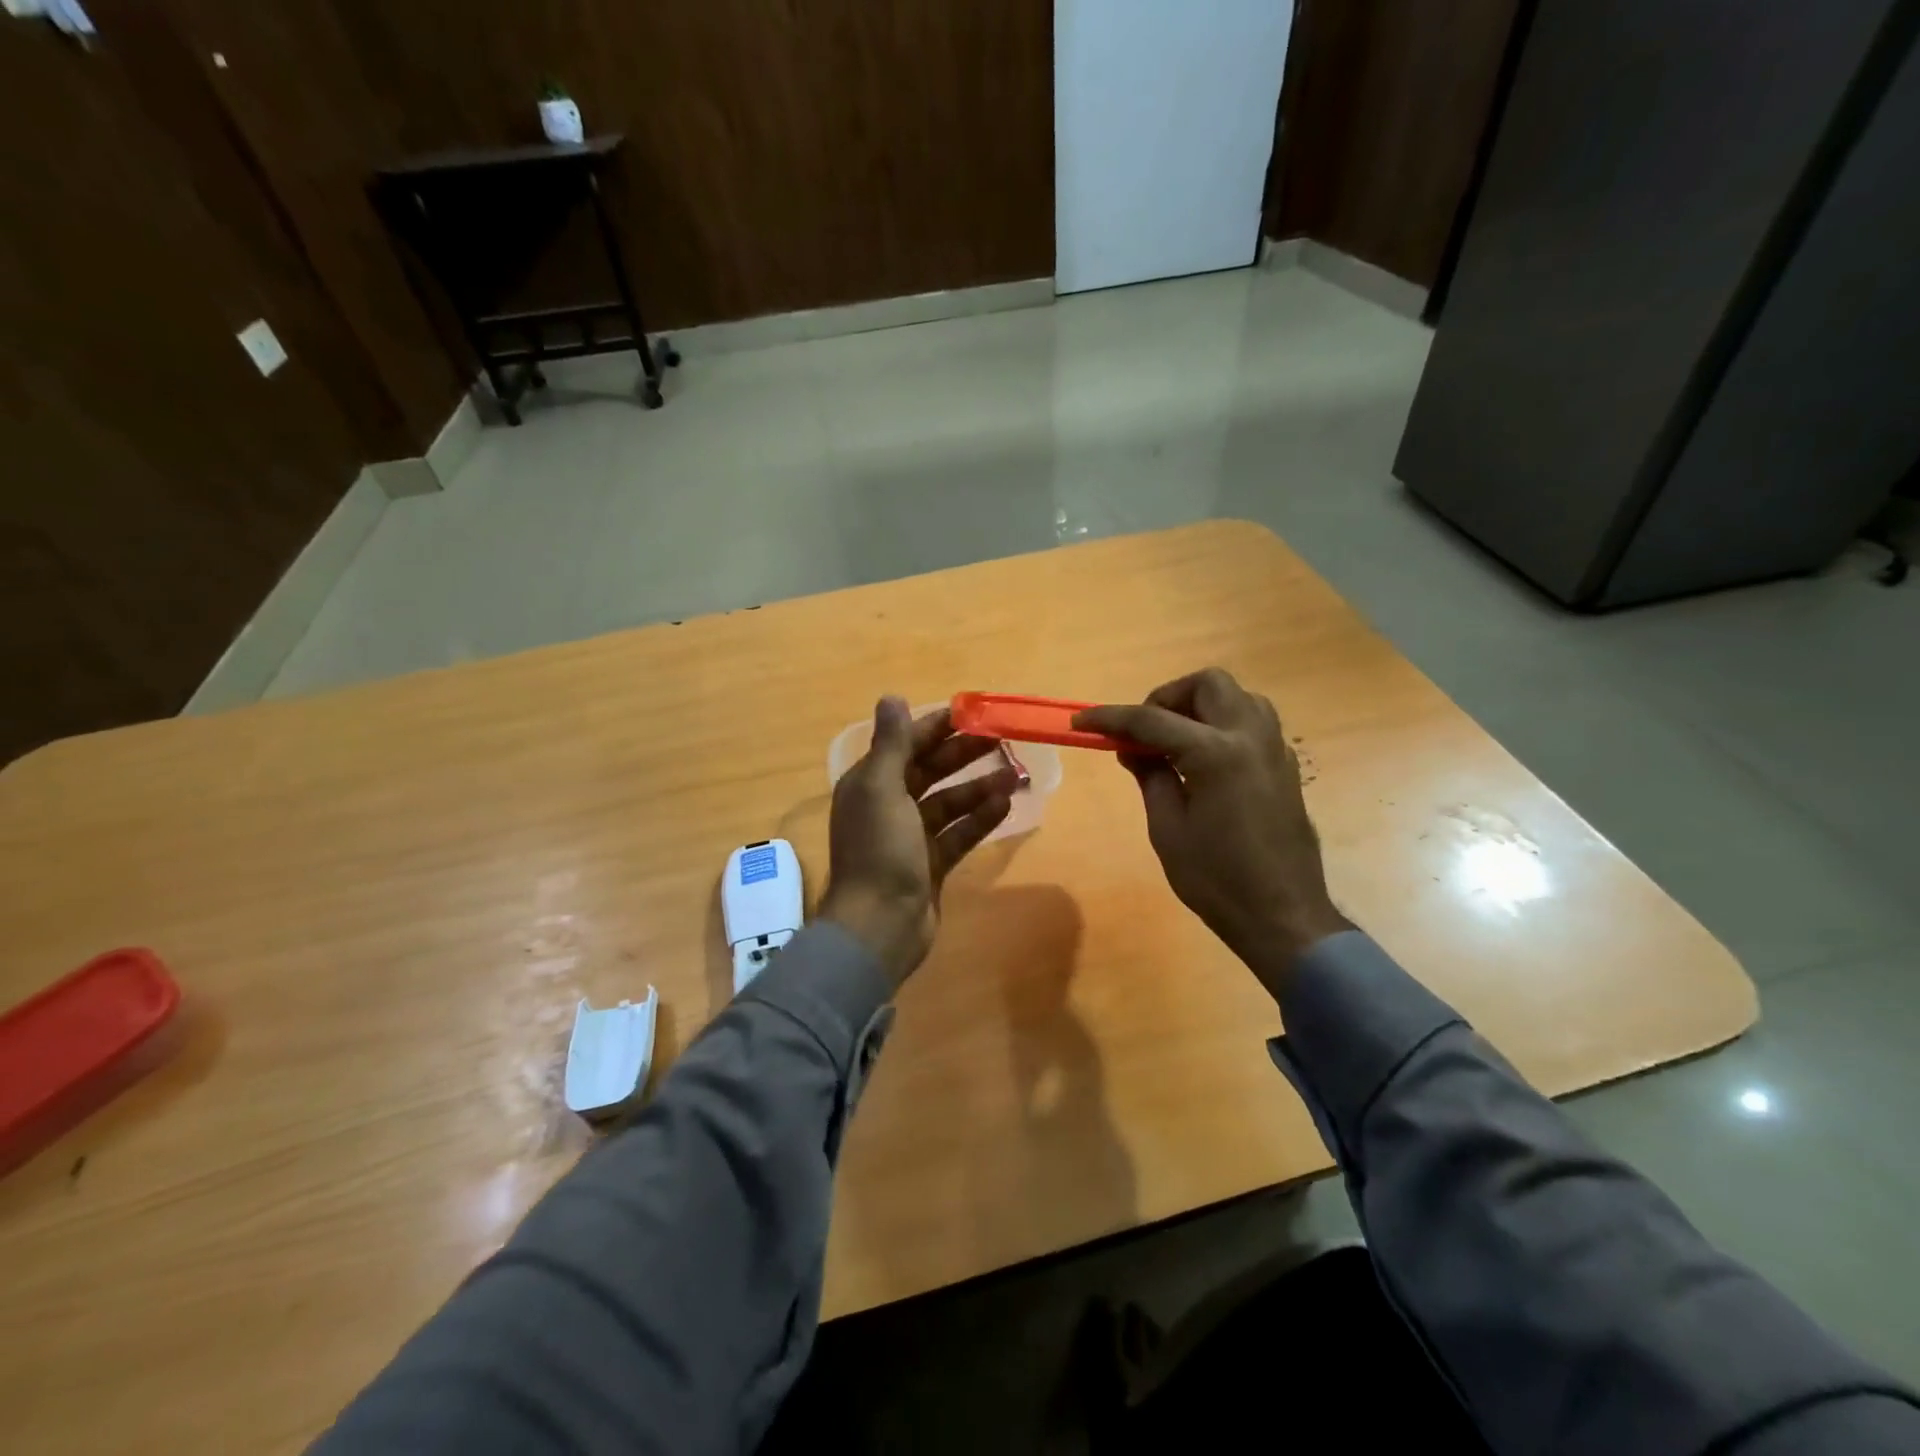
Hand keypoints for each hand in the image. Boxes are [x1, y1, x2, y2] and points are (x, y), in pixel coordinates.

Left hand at [821, 697, 1017, 988]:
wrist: (880, 925)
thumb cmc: (879, 850)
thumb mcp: (881, 789)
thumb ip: (891, 744)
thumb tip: (892, 696)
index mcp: (870, 784)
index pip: (905, 744)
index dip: (936, 727)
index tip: (972, 713)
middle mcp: (888, 806)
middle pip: (929, 771)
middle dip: (963, 754)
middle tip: (1001, 739)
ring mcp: (910, 838)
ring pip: (949, 802)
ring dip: (979, 786)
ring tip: (1015, 773)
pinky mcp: (931, 864)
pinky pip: (959, 833)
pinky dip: (980, 819)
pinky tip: (1006, 804)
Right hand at [1076, 668, 1350, 997]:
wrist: (1283, 916)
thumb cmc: (1216, 879)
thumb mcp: (1168, 829)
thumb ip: (1151, 777)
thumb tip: (1134, 748)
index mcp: (1216, 754)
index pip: (1153, 720)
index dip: (1111, 718)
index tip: (1081, 722)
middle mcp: (1250, 738)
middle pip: (1208, 684)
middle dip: (1168, 697)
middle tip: (1145, 731)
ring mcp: (1274, 749)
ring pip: (1238, 695)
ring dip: (1201, 705)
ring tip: (1176, 740)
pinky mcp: (1284, 766)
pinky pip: (1254, 722)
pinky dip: (1224, 723)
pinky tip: (1204, 759)